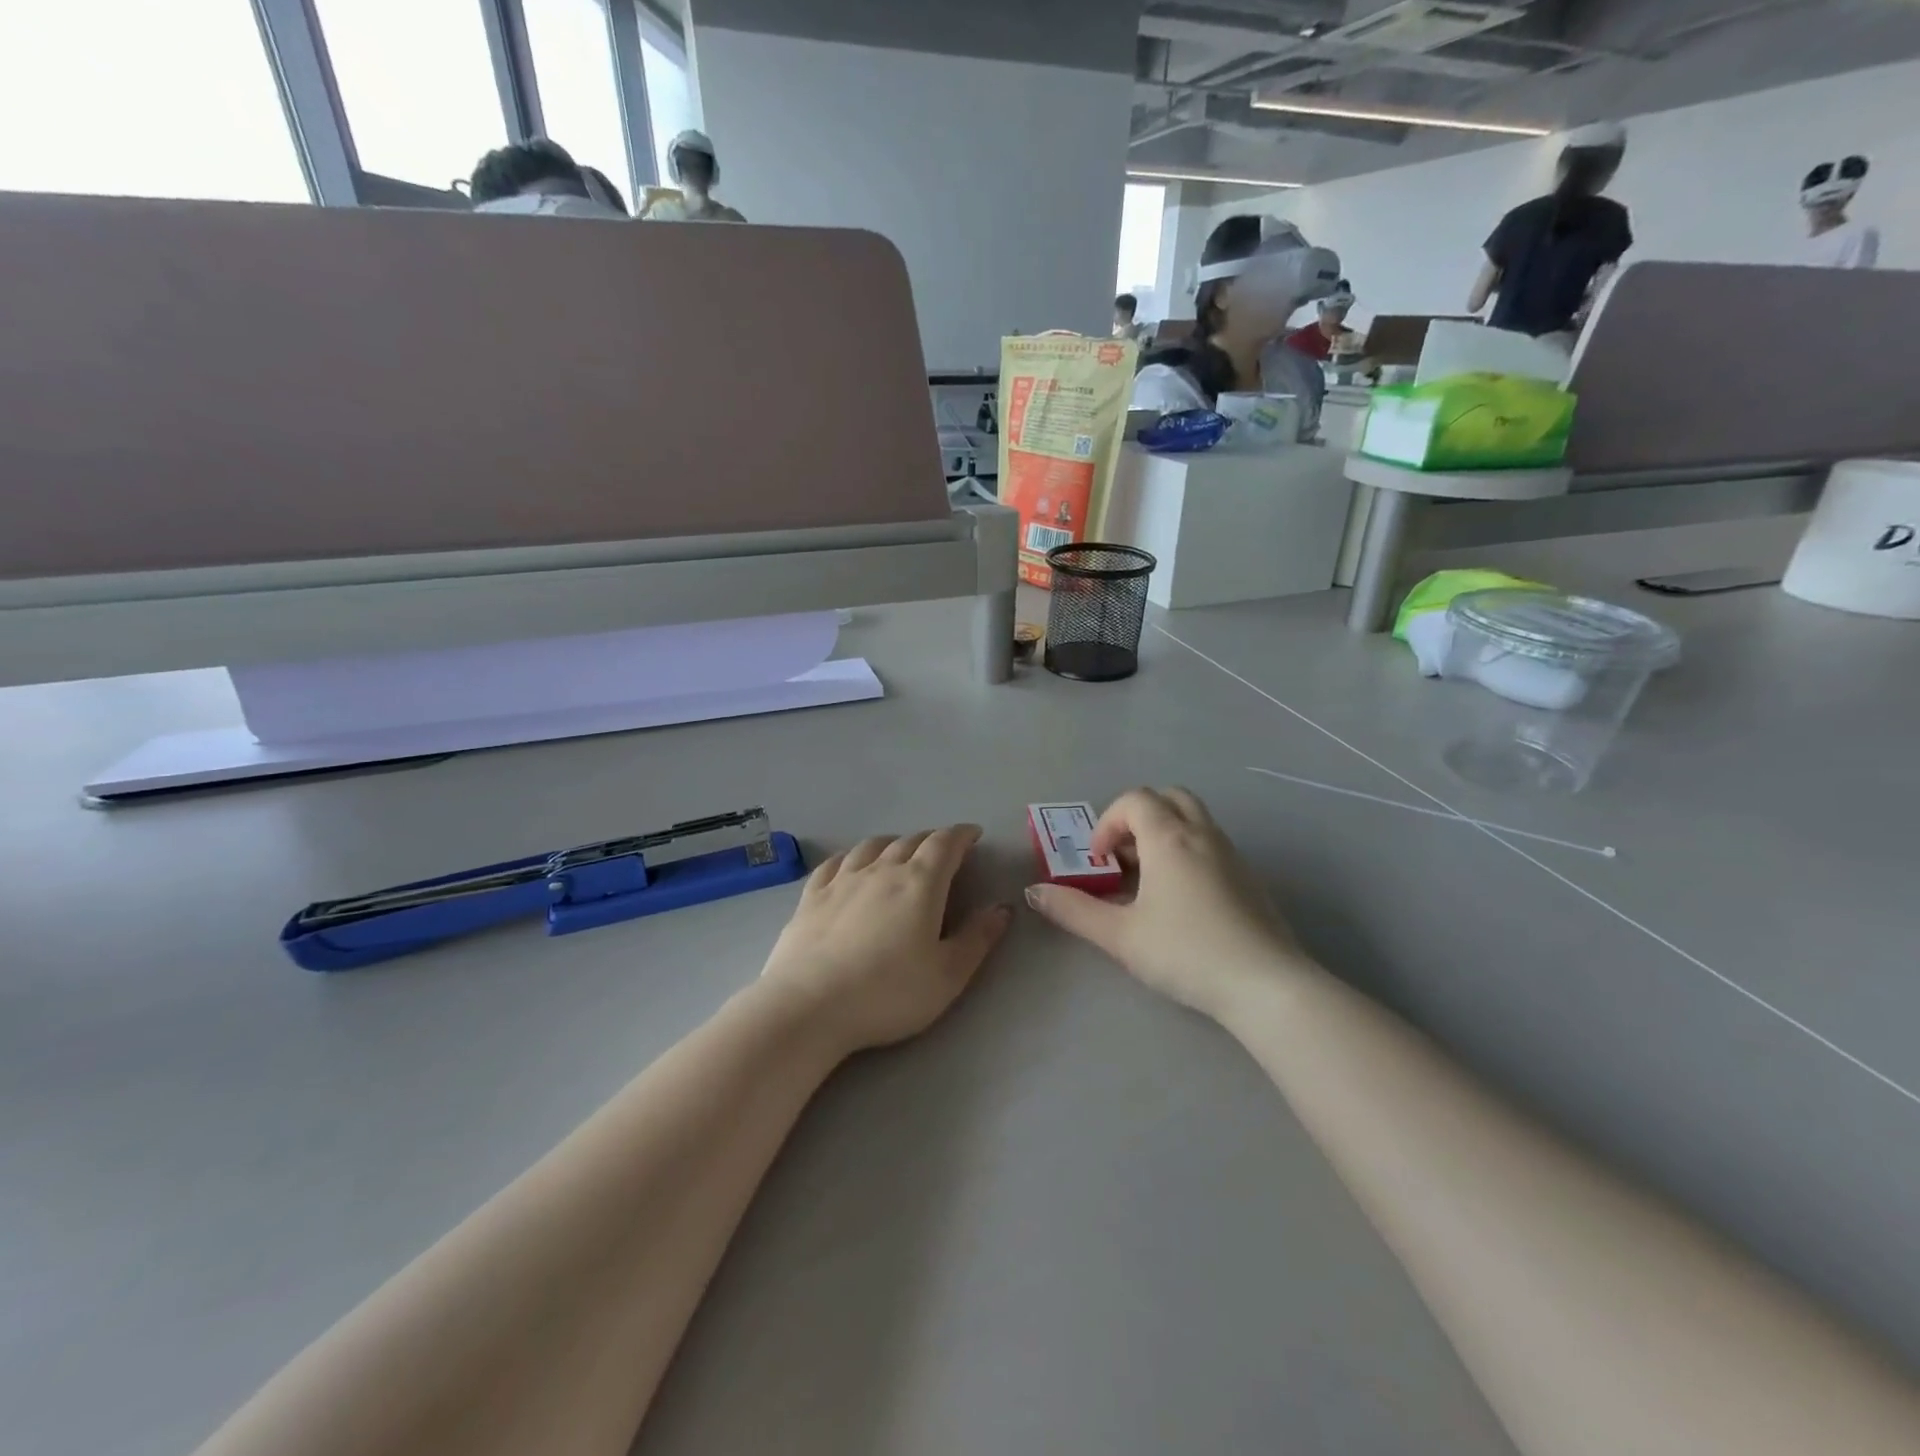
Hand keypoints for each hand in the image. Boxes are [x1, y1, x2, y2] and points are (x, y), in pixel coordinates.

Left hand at [758, 826, 1010, 1056]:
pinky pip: (835, 862)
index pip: (945, 844)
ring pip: (872, 846)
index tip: (973, 835)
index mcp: (920, 883)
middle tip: (943, 852)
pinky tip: (851, 865)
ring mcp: (842, 880)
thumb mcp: (948, 975)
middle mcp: (881, 870)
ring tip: (900, 852)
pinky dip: (852, 856)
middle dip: (932, 841)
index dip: (962, 835)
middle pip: (910, 841)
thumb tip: (1001, 908)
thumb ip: (977, 938)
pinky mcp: (811, 896)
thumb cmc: (888, 993)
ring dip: (893, 843)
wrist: (809, 1006)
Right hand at [1025, 788, 1303, 1020]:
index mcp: (1169, 838)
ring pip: (1194, 820)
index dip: (1107, 823)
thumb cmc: (1185, 952)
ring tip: (1147, 881)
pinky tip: (1180, 901)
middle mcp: (1203, 835)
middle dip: (1138, 817)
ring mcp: (1231, 854)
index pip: (1134, 800)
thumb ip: (1073, 910)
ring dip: (1164, 834)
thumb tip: (1033, 892)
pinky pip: (1211, 845)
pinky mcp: (1249, 878)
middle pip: (1168, 797)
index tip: (1099, 861)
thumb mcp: (1120, 935)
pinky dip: (1187, 852)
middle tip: (1123, 856)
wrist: (1266, 985)